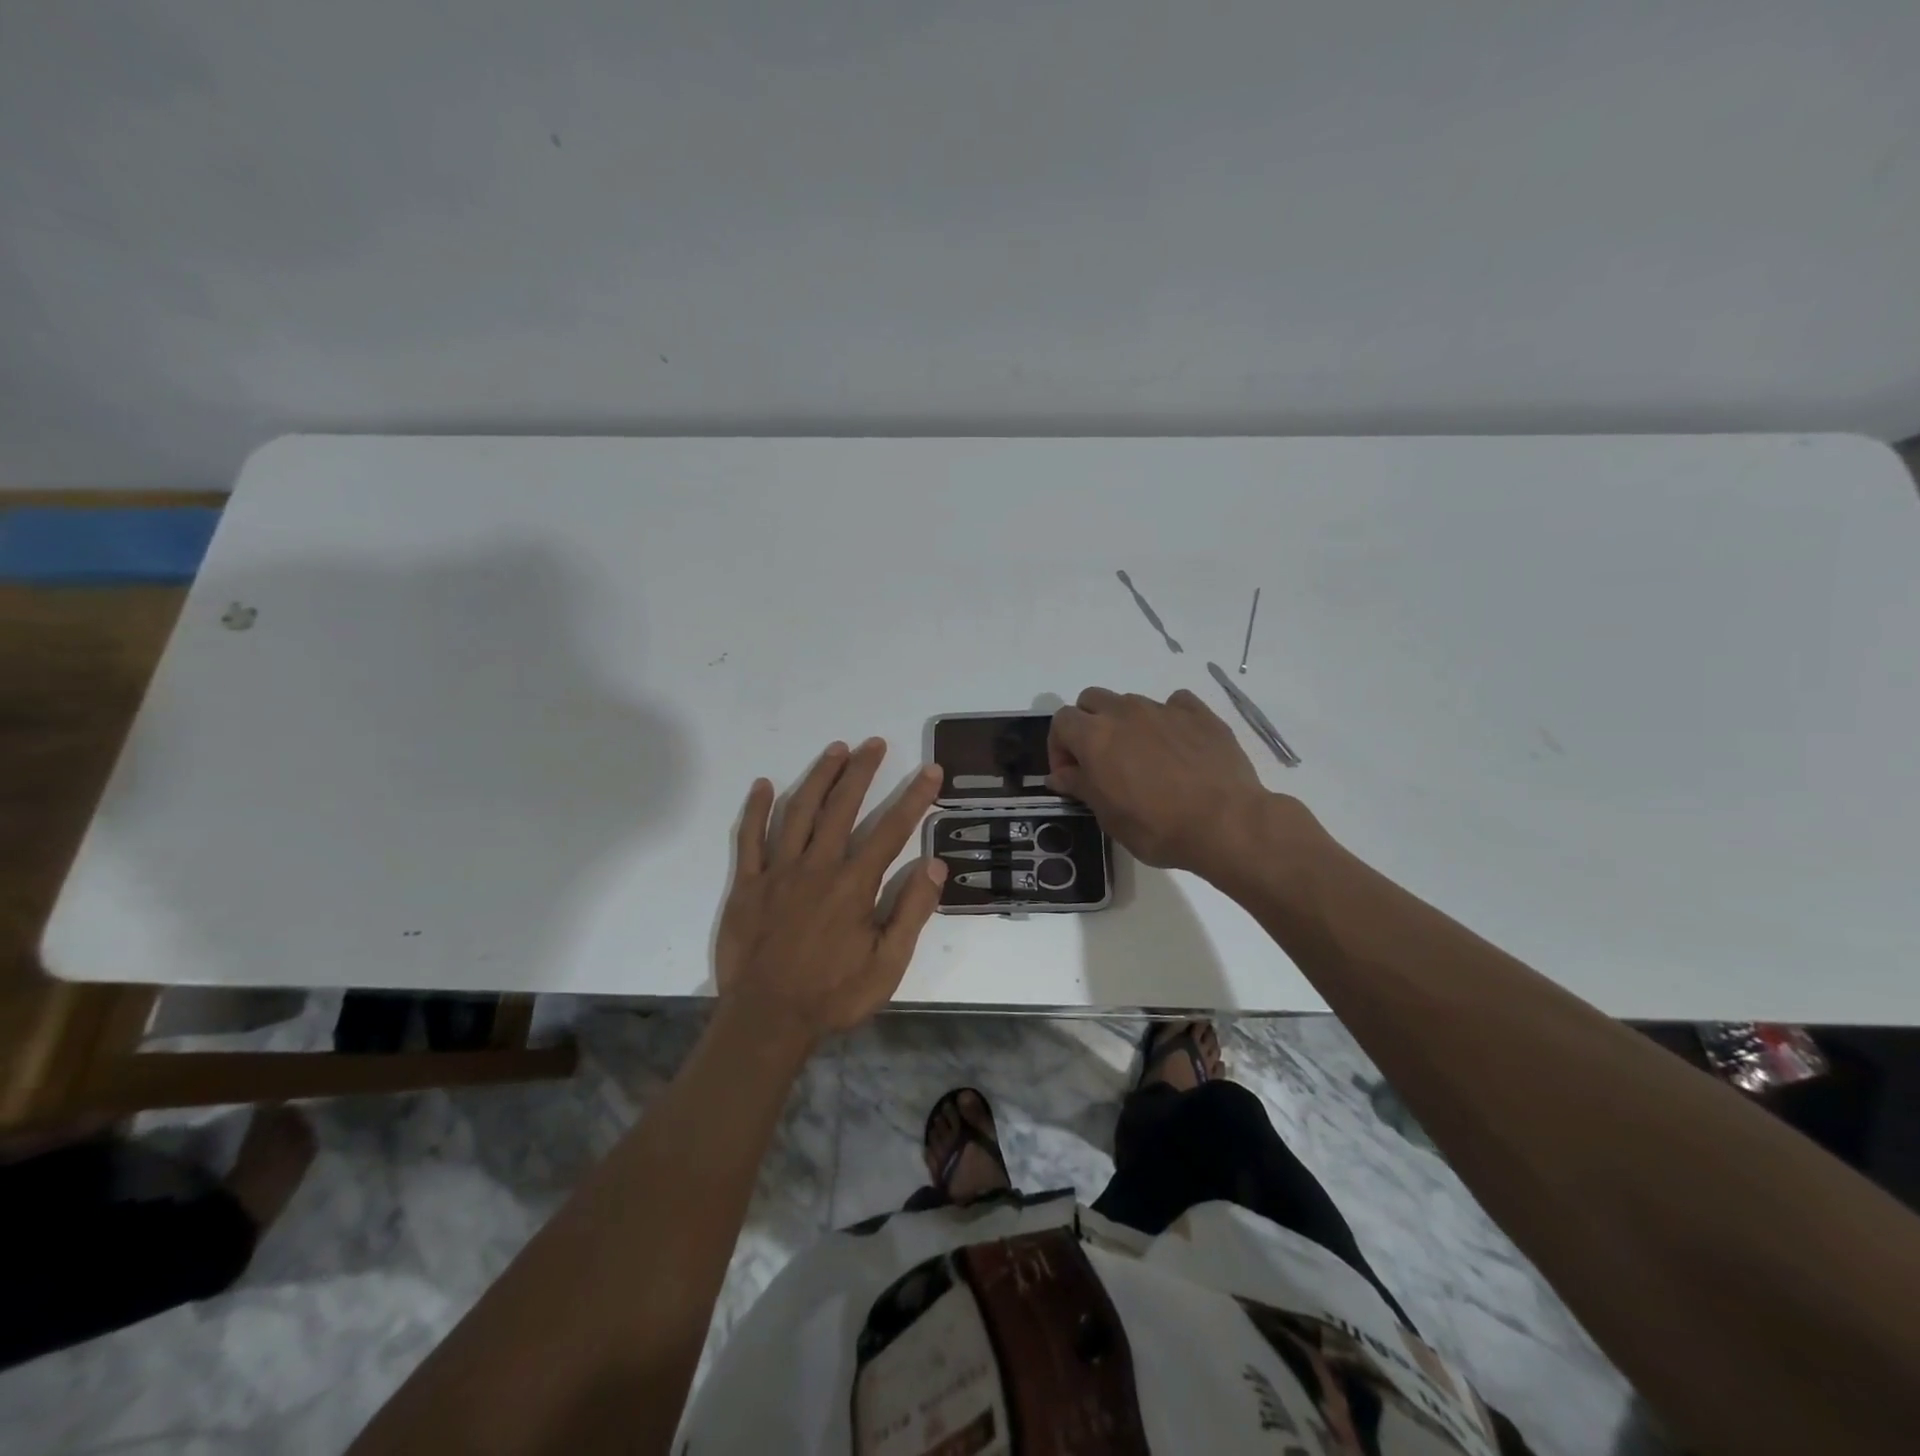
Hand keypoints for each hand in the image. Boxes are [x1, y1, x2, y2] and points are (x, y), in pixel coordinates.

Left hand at [716, 738, 946, 1045]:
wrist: (766, 1021)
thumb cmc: (833, 995)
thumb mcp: (888, 965)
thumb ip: (912, 912)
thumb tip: (935, 864)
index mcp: (853, 885)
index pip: (891, 830)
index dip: (914, 798)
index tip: (930, 770)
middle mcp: (816, 866)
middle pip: (842, 807)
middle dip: (861, 772)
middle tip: (875, 743)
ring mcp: (778, 872)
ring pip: (798, 811)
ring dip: (818, 777)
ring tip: (835, 750)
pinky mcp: (747, 885)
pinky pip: (749, 838)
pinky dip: (756, 810)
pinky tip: (763, 785)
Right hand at [1049, 687, 1301, 879]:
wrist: (1225, 823)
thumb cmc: (1157, 827)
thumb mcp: (1108, 816)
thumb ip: (1080, 786)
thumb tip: (1060, 775)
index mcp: (1095, 736)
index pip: (1061, 721)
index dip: (1059, 746)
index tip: (1070, 774)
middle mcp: (1125, 712)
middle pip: (1091, 700)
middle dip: (1087, 724)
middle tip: (1099, 759)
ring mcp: (1164, 709)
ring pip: (1130, 702)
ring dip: (1125, 723)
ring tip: (1142, 757)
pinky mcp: (1199, 714)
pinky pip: (1174, 704)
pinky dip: (1167, 719)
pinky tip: (1177, 745)